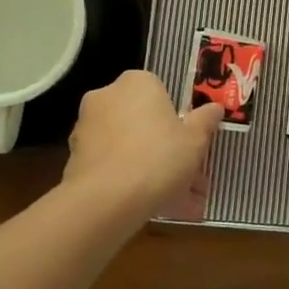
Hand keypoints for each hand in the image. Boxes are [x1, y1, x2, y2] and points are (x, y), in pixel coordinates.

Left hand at [64, 71, 226, 223]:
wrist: (105, 200)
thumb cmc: (158, 157)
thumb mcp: (195, 140)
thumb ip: (205, 121)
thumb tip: (215, 108)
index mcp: (136, 82)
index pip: (159, 90)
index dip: (175, 116)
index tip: (187, 139)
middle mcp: (106, 96)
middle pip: (140, 118)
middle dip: (161, 144)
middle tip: (184, 172)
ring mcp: (86, 127)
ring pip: (125, 144)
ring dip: (145, 165)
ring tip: (172, 200)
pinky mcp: (74, 158)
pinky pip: (109, 165)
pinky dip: (125, 180)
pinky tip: (147, 205)